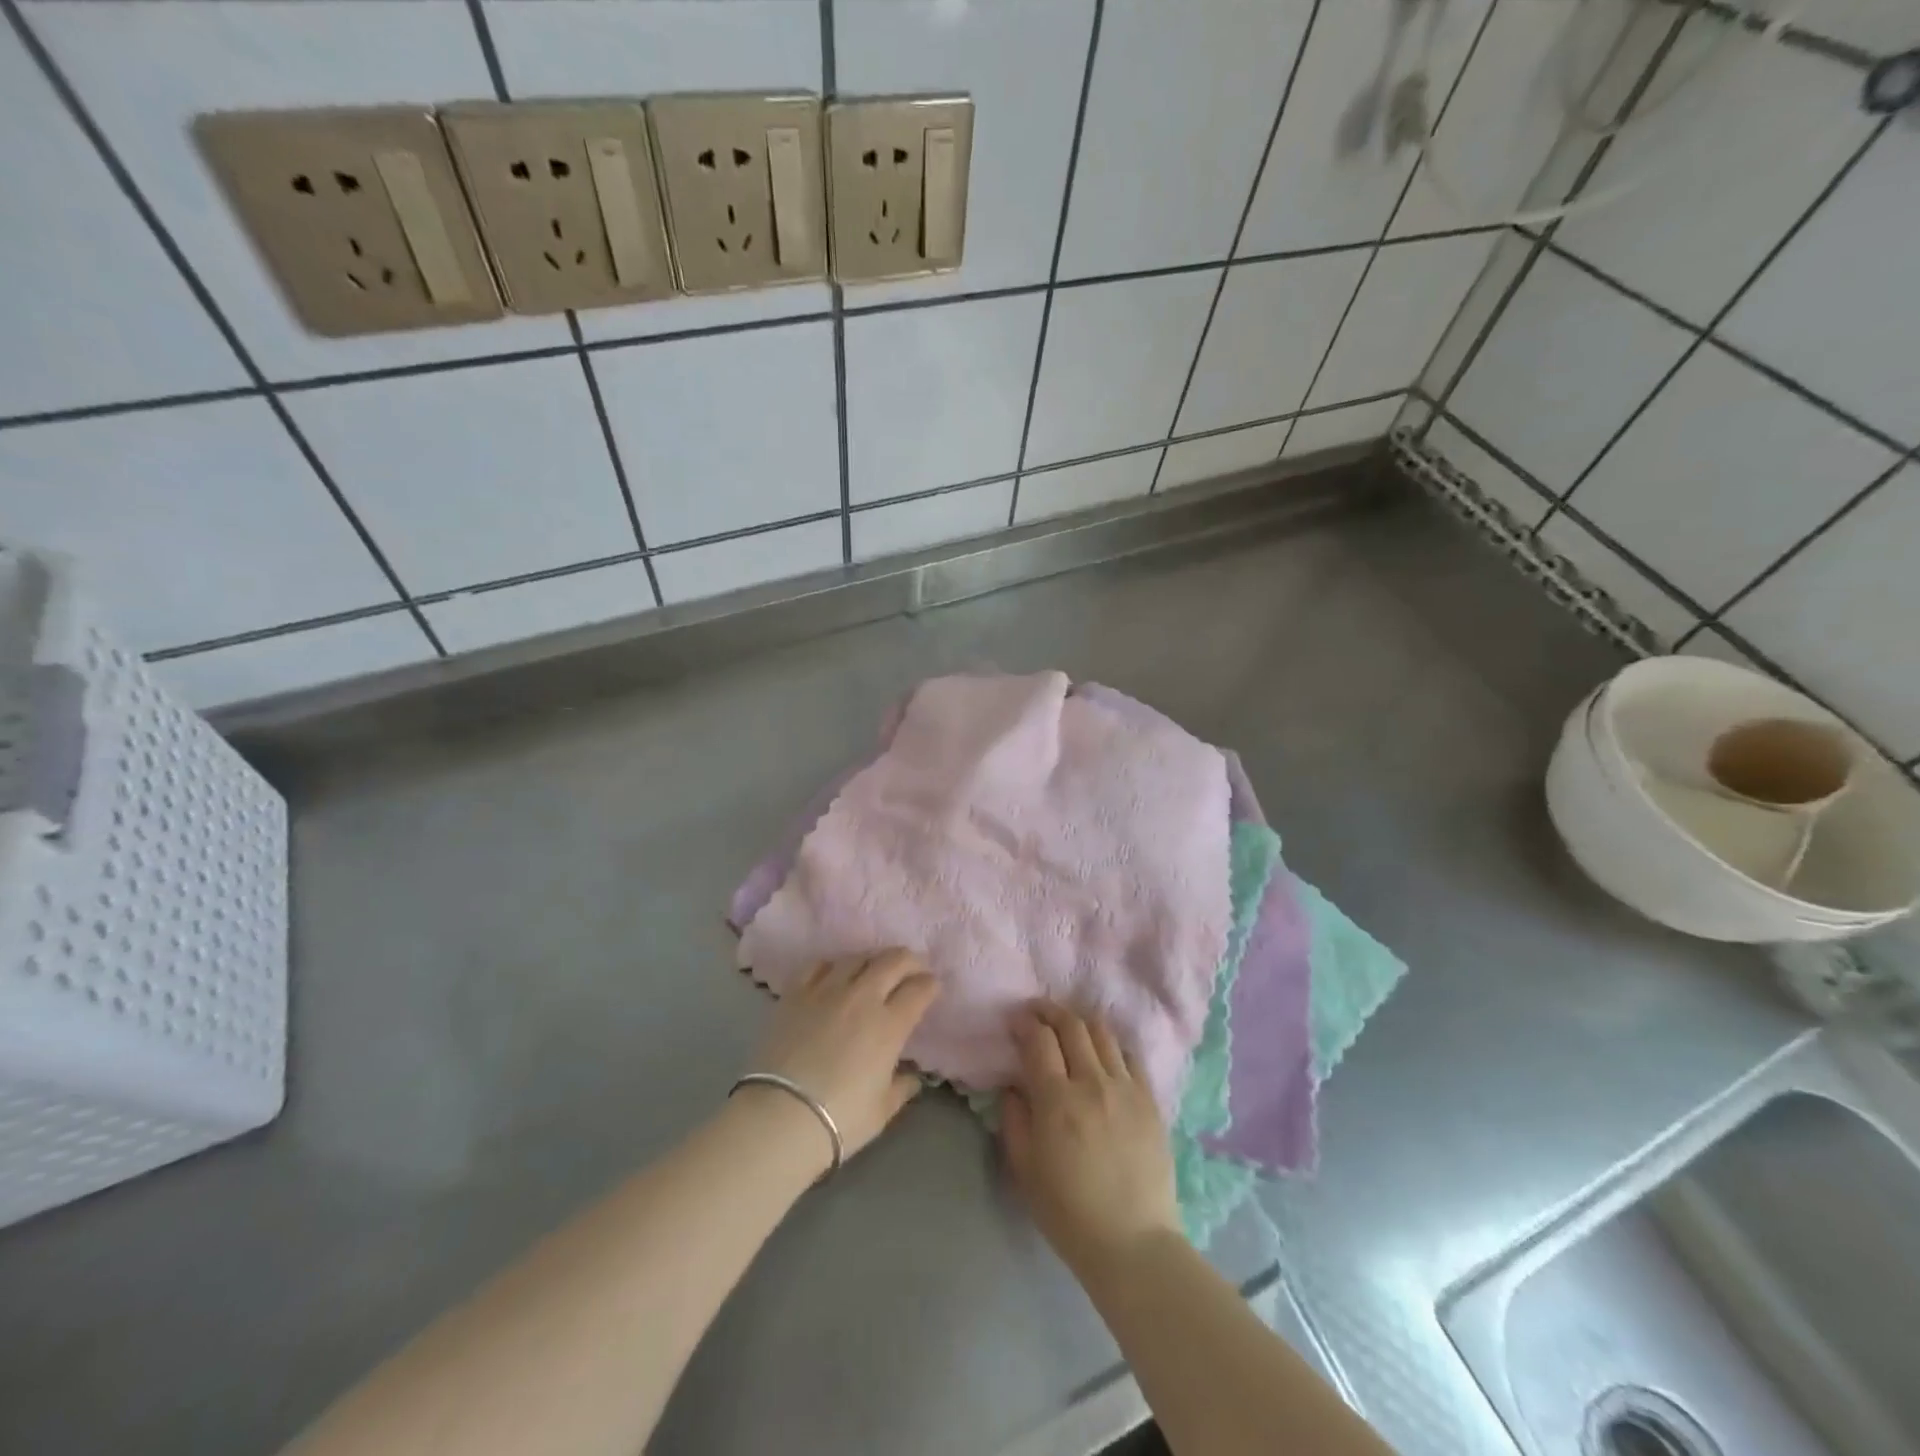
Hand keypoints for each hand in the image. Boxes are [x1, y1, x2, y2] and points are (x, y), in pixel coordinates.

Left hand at [744, 950, 939, 1162]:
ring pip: (857, 957)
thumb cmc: (840, 1119)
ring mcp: (827, 991)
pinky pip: (819, 965)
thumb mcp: (882, 1109)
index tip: (933, 987)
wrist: (780, 1116)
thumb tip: (912, 1076)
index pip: (919, 989)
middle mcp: (862, 997)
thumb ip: (902, 1087)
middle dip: (909, 960)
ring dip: (873, 960)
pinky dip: (834, 966)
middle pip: (893, 961)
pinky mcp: (796, 993)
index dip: (931, 984)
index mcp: (890, 1024)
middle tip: (913, 968)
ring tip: (875, 969)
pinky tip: (835, 974)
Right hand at [1000, 1001, 1180, 1274]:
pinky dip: (1111, 1045)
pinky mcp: (1150, 1100)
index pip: (1039, 1040)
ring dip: (1081, 1021)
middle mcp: (1092, 1083)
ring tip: (1070, 1025)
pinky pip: (1130, 1056)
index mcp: (1057, 1101)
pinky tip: (1103, 1052)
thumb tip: (1013, 1084)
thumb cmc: (1068, 1212)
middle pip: (1072, 1025)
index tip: (1016, 1021)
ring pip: (1103, 1033)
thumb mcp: (1024, 1169)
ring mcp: (1126, 1089)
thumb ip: (1013, 1118)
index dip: (1025, 1023)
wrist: (1132, 1243)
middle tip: (1038, 1012)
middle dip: (1050, 1011)